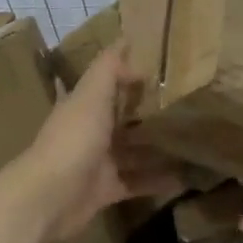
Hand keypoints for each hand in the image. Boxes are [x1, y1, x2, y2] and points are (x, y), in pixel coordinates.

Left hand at [8, 45, 180, 242]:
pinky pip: (136, 182)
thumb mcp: (91, 94)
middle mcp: (90, 129)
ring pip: (133, 150)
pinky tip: (185, 177)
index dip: (130, 71)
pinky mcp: (106, 189)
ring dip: (158, 147)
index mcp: (84, 103)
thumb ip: (109, 69)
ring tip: (194, 140)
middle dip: (150, 111)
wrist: (49, 198)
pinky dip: (157, 181)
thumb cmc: (73, 139)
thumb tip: (129, 43)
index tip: (164, 65)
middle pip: (124, 116)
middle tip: (189, 103)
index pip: (109, 81)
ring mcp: (98, 161)